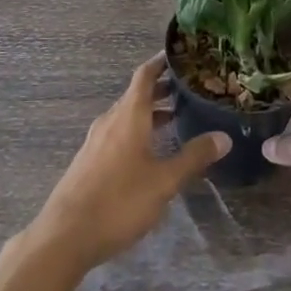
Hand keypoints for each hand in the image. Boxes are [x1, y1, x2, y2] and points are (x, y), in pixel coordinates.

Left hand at [26, 57, 229, 273]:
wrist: (66, 234)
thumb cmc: (119, 201)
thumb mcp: (164, 181)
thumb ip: (193, 157)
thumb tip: (224, 136)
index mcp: (129, 115)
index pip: (145, 76)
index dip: (161, 63)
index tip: (180, 56)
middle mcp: (110, 120)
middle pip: (136, 95)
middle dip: (161, 90)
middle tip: (189, 90)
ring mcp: (96, 140)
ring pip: (127, 116)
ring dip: (150, 113)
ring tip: (176, 119)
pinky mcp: (89, 160)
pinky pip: (117, 133)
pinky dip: (137, 130)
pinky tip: (149, 152)